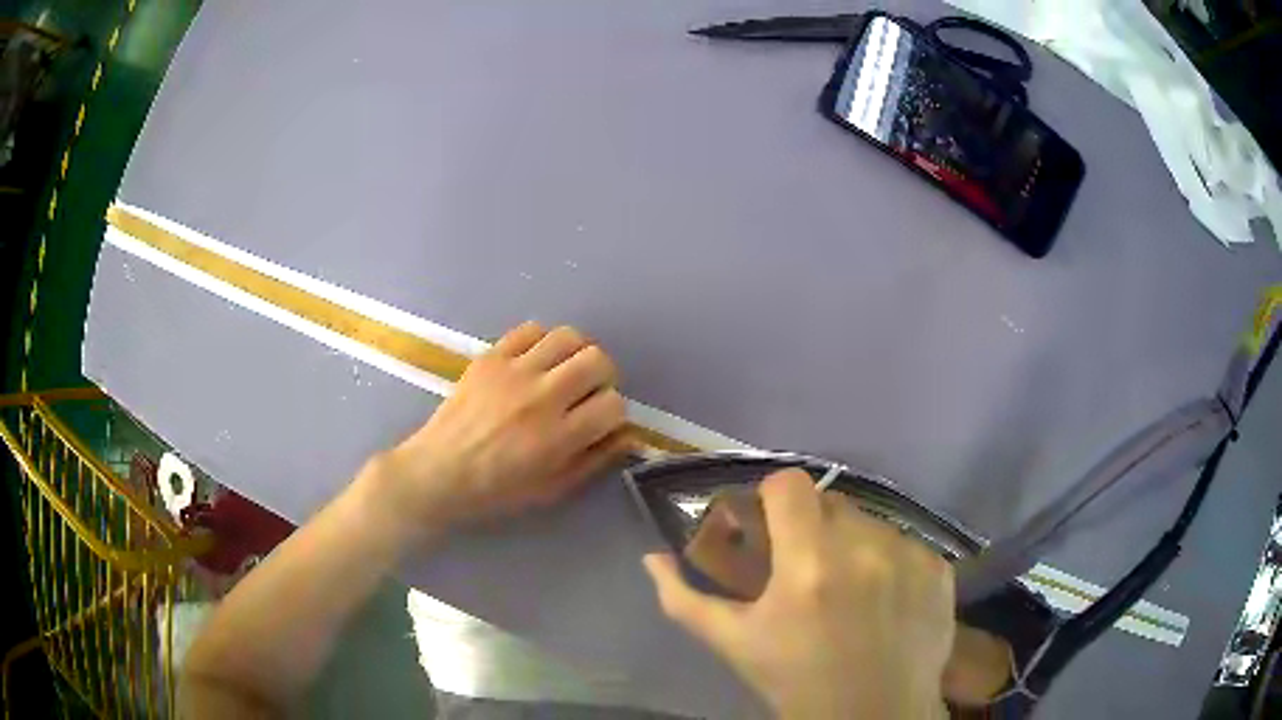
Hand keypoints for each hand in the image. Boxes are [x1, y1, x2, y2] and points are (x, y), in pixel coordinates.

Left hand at [373, 322, 633, 535]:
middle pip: (598, 360)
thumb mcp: (553, 489)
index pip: (613, 404)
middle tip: (587, 393)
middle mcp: (542, 397)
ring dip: (576, 353)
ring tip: (564, 371)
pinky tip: (535, 361)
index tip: (599, 422)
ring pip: (569, 337)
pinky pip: (530, 329)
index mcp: (559, 436)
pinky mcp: (491, 357)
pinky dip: (542, 342)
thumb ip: (595, 460)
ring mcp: (514, 371)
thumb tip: (629, 435)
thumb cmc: (497, 490)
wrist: (438, 472)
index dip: (613, 413)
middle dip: (603, 377)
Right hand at [643, 469, 954, 718]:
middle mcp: (864, 548)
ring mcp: (909, 555)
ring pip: (870, 521)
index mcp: (808, 565)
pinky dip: (889, 561)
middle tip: (807, 568)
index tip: (770, 529)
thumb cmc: (796, 683)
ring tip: (849, 588)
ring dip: (853, 543)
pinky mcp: (938, 568)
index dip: (773, 500)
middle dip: (812, 526)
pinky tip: (884, 599)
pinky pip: (905, 542)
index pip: (789, 484)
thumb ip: (685, 599)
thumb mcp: (734, 645)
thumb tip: (652, 558)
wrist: (874, 717)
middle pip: (831, 501)